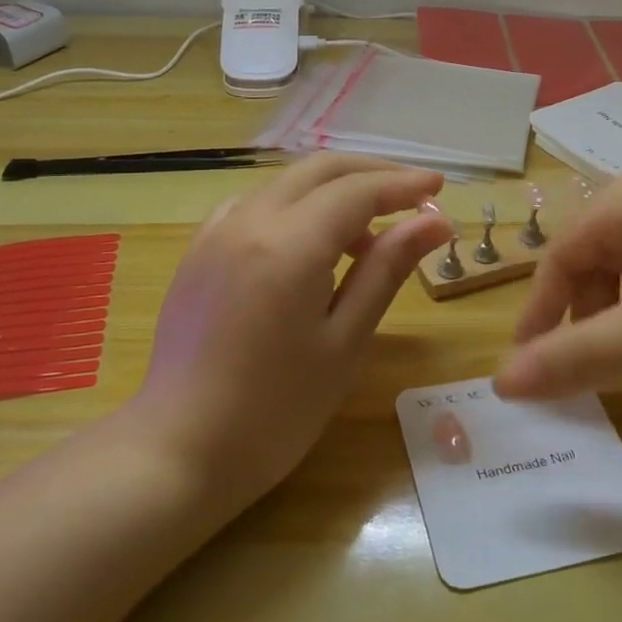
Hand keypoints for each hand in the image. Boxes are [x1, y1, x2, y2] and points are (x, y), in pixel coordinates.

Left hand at [132, 154, 453, 504]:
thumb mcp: (345, 341)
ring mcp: (216, 232)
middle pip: (319, 170)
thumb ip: (386, 270)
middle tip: (413, 197)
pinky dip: (294, 206)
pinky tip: (306, 244)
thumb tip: (435, 224)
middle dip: (372, 174)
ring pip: (286, 183)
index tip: (440, 190)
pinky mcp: (199, 250)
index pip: (357, 191)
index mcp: (289, 244)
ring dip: (333, 191)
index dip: (403, 185)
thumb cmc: (277, 411)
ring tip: (366, 237)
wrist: (181, 451)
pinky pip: (255, 204)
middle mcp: (249, 220)